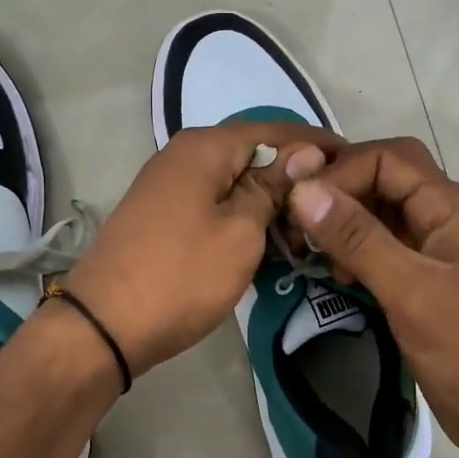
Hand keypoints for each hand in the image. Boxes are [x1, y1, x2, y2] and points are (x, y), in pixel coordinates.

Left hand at [65, 120, 343, 375]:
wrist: (104, 326)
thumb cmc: (182, 276)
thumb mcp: (241, 232)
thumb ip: (273, 187)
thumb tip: (305, 153)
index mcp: (205, 147)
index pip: (275, 131)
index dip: (316, 145)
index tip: (354, 162)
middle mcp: (184, 154)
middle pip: (254, 155)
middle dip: (294, 181)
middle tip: (332, 212)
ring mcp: (170, 185)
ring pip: (235, 183)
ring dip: (270, 205)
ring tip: (302, 237)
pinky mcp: (164, 214)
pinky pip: (215, 204)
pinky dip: (243, 219)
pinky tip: (266, 245)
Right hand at [286, 137, 458, 457]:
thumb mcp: (410, 292)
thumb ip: (358, 239)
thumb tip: (303, 190)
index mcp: (450, 208)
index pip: (388, 159)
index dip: (341, 173)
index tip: (299, 206)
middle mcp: (442, 218)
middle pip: (384, 178)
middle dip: (340, 191)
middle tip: (298, 219)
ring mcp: (434, 249)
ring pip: (380, 212)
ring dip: (343, 222)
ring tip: (313, 250)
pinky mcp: (423, 279)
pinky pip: (381, 246)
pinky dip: (354, 251)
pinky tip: (336, 273)